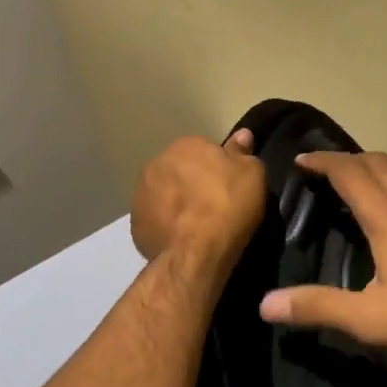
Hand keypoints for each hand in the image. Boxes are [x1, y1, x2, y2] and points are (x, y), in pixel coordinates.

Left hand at [130, 130, 265, 266]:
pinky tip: (181, 239)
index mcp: (184, 145)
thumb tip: (242, 135)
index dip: (216, 167)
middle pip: (178, 170)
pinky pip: (154, 220)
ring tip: (196, 224)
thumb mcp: (251, 173)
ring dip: (174, 203)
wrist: (197, 252)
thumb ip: (242, 151)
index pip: (201, 149)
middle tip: (212, 203)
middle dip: (191, 182)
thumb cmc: (228, 204)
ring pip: (162, 194)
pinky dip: (165, 226)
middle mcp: (156, 164)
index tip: (227, 184)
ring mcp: (140, 195)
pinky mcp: (135, 225)